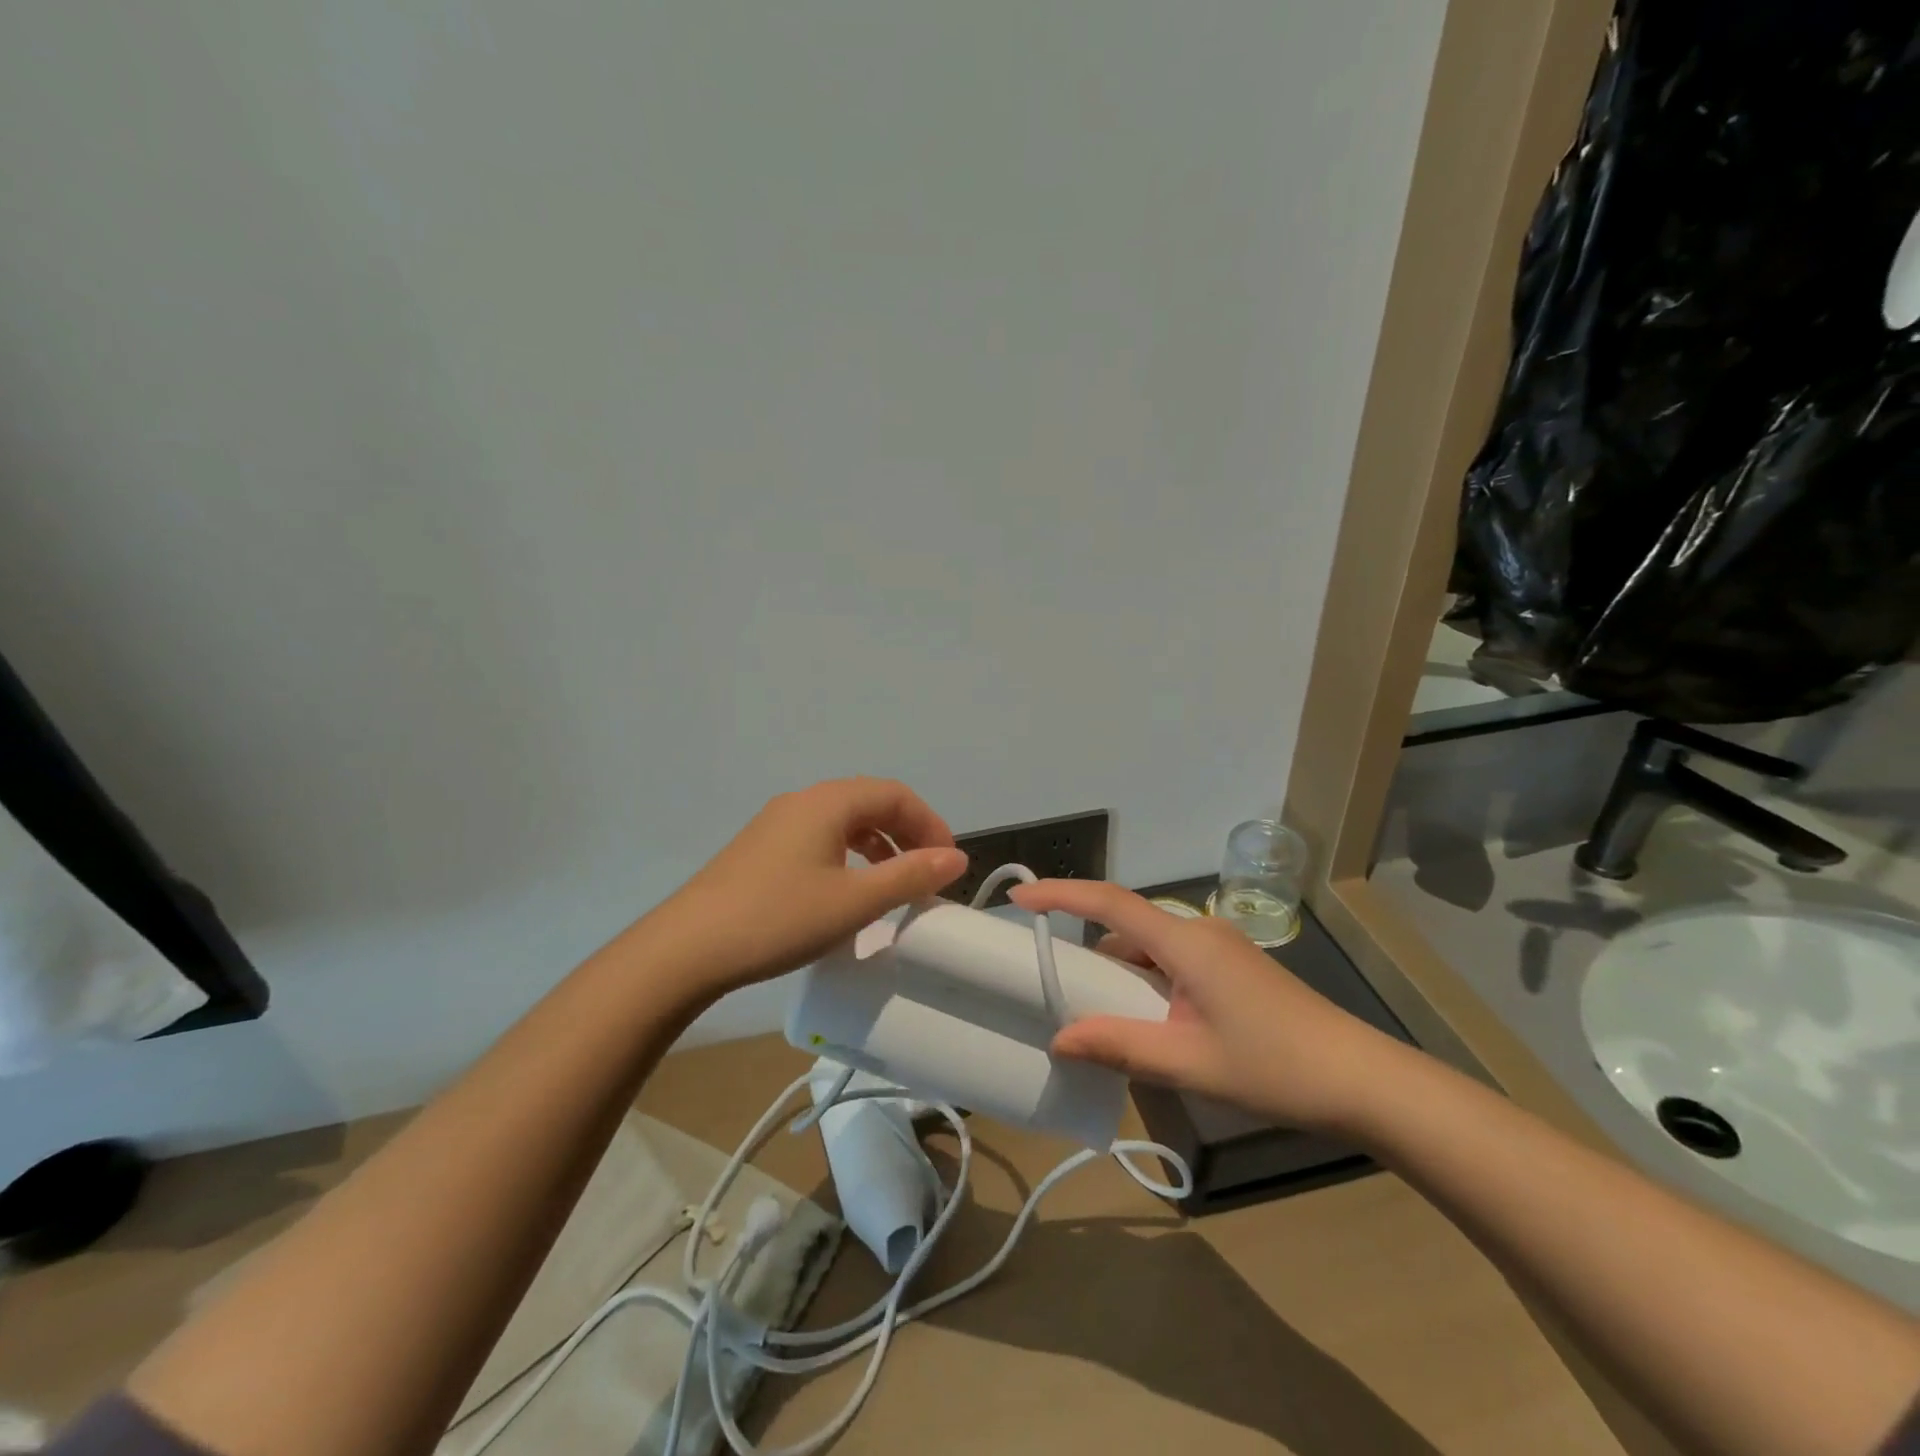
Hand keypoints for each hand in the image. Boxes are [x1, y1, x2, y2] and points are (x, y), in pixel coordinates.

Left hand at [645, 777, 966, 997]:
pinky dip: (848, 854)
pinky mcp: (760, 848)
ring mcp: (776, 823)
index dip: (930, 823)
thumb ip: (910, 875)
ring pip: (843, 820)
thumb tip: (955, 858)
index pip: (895, 794)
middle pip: (869, 802)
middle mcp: (803, 801)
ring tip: (893, 881)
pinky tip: (847, 888)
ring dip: (877, 843)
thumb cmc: (780, 918)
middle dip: (906, 832)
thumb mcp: (855, 901)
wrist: (687, 949)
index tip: (948, 863)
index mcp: (828, 802)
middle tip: (927, 872)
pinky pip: (819, 837)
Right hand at [1009, 879, 1406, 1134]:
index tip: (1020, 897)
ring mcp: (1219, 949)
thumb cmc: (1275, 1067)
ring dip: (1118, 971)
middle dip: (1085, 947)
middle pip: (1126, 925)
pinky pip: (1172, 962)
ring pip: (1150, 948)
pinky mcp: (1232, 968)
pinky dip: (1145, 981)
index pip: (1109, 902)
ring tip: (1094, 1013)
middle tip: (1050, 980)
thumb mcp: (1188, 1062)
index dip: (1061, 894)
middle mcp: (1199, 932)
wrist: (1362, 1080)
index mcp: (1185, 942)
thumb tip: (1060, 1039)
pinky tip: (1144, 1022)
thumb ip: (1119, 1046)